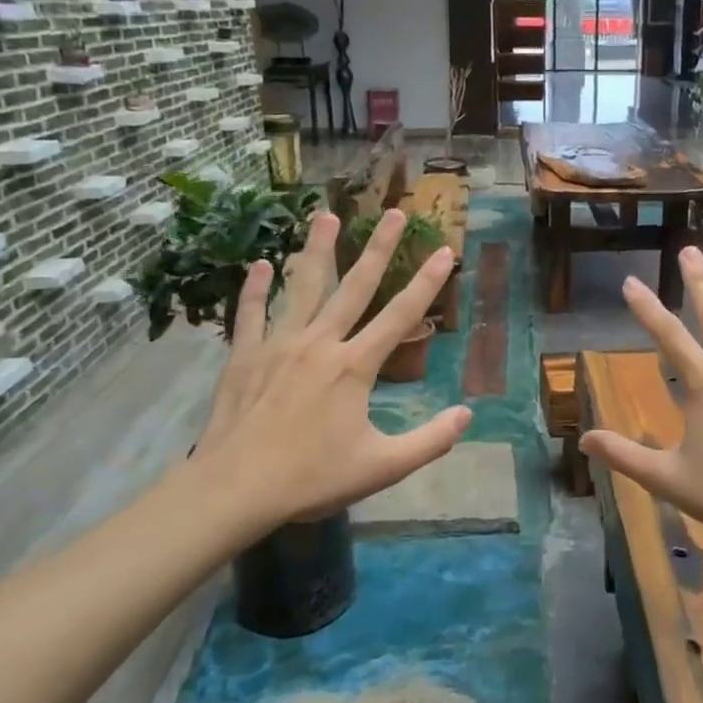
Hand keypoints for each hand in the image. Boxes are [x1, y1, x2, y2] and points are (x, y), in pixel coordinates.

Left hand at [181, 209, 469, 545]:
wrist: (235, 490)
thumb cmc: (311, 478)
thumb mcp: (382, 467)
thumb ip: (429, 441)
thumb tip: (467, 416)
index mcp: (354, 367)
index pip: (400, 315)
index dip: (427, 283)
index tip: (445, 251)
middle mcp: (320, 343)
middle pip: (355, 287)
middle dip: (378, 248)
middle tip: (394, 213)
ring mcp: (279, 345)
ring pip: (302, 287)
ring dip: (316, 250)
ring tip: (324, 215)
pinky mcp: (245, 356)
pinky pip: (251, 314)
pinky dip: (255, 289)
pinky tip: (260, 263)